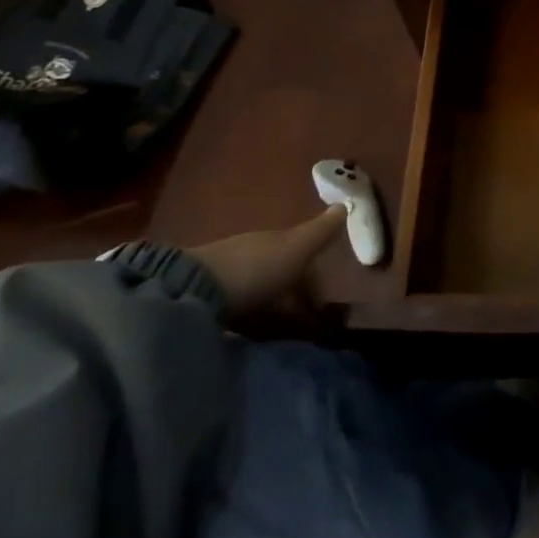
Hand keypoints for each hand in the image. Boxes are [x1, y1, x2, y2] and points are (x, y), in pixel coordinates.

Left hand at [188, 205, 347, 319]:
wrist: (192, 292)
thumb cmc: (255, 267)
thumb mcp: (295, 248)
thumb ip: (320, 231)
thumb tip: (346, 203)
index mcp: (273, 241)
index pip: (300, 253)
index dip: (315, 275)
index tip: (326, 301)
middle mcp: (250, 255)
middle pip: (279, 274)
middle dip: (294, 293)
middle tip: (309, 322)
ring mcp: (226, 280)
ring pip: (259, 293)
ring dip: (273, 308)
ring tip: (286, 333)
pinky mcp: (206, 306)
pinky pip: (240, 312)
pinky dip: (253, 320)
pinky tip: (257, 334)